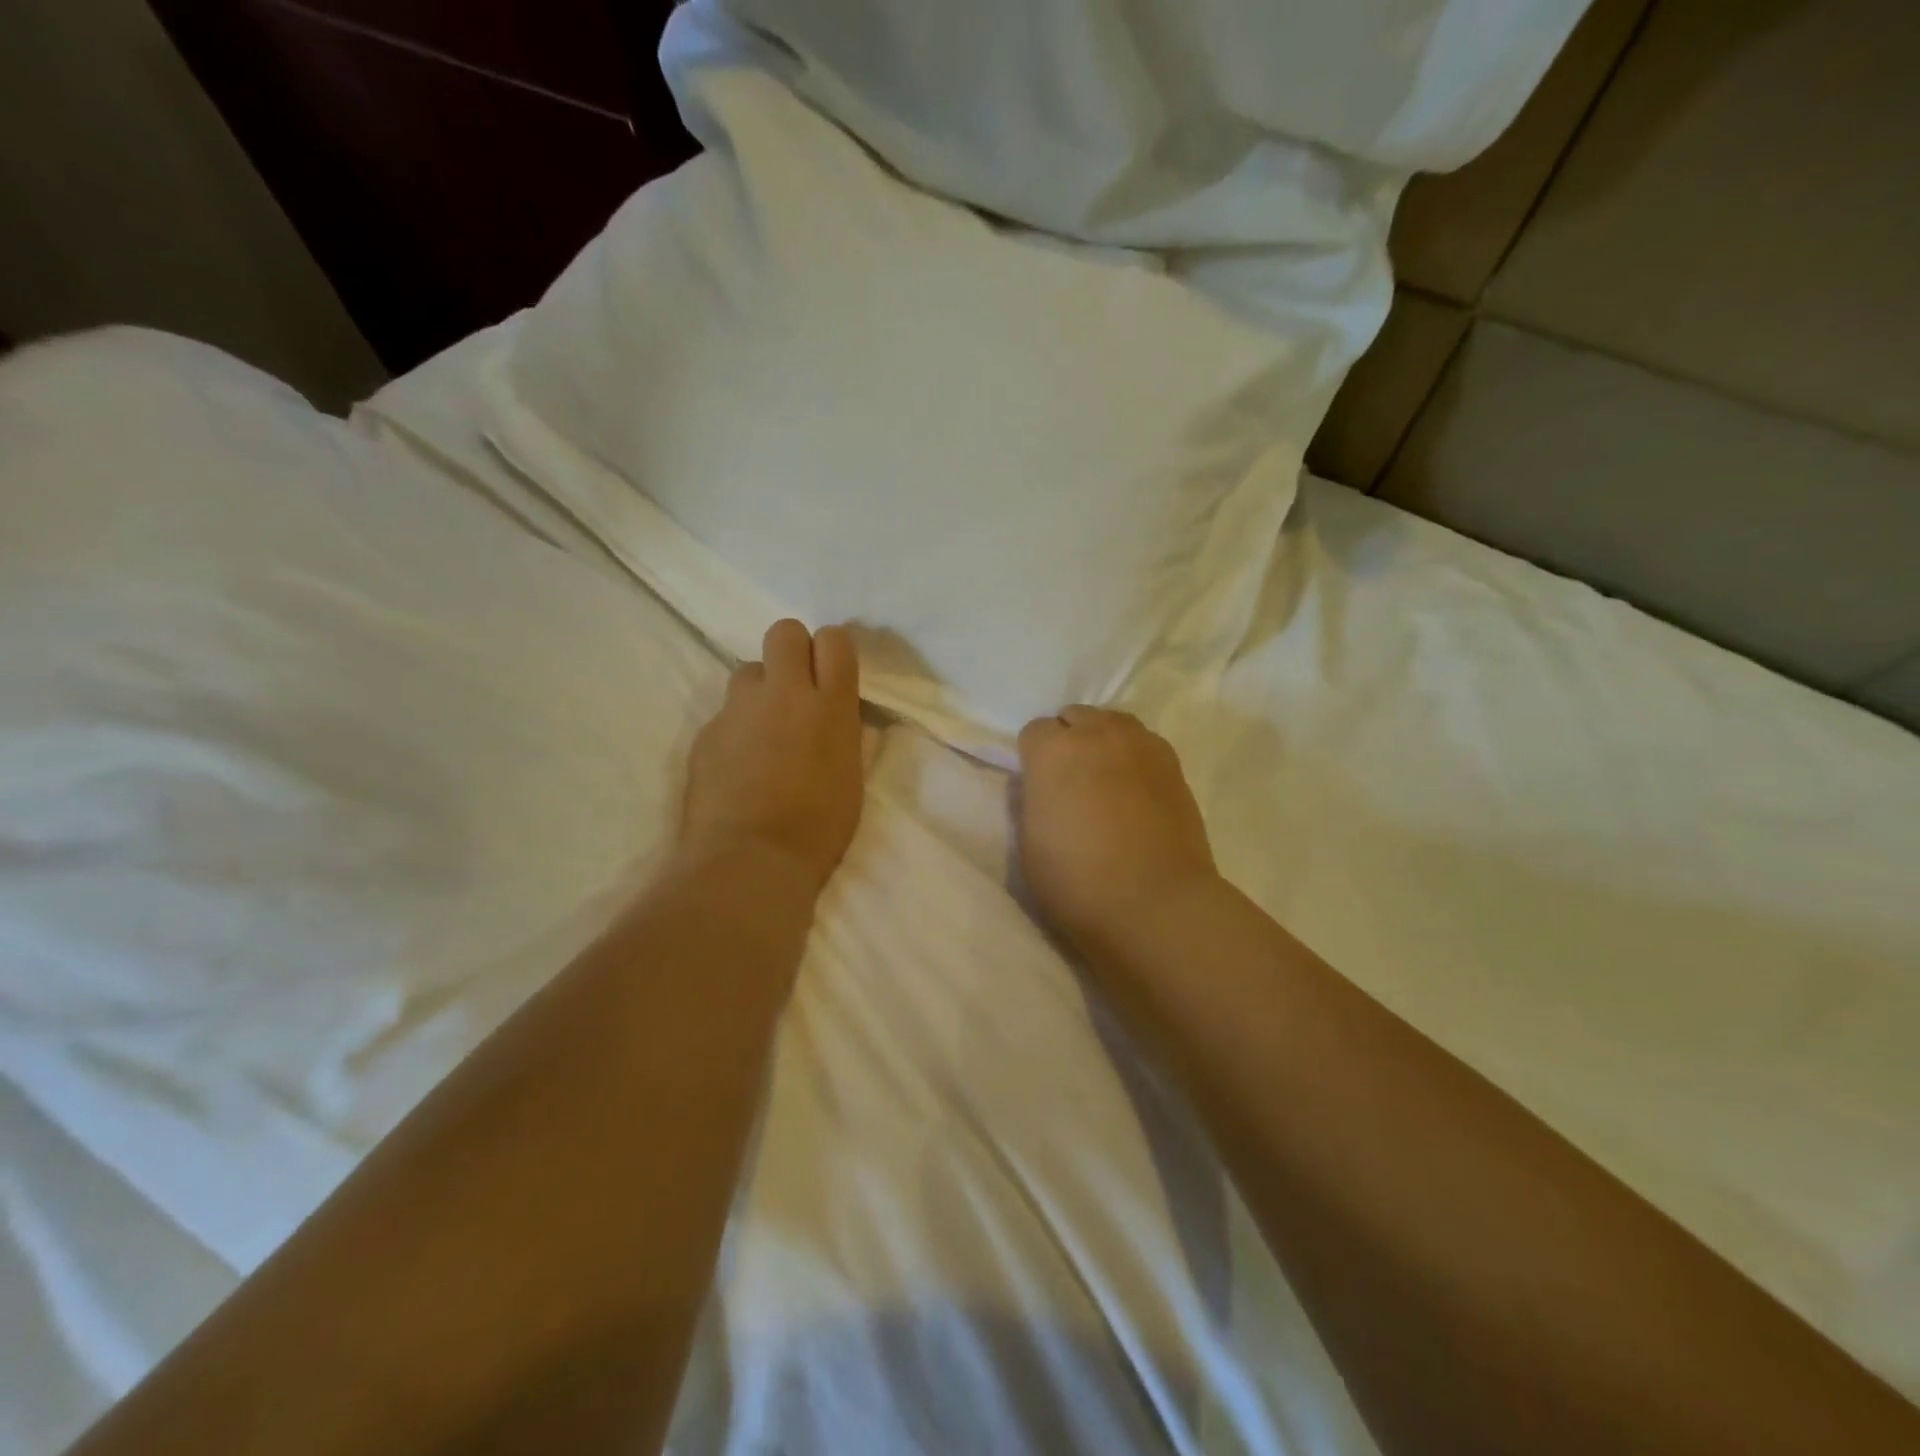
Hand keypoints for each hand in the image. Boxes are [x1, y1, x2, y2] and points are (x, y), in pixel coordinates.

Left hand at [680, 620, 863, 894]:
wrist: (750, 858)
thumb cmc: (818, 828)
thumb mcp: (851, 777)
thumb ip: (844, 734)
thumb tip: (837, 715)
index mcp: (830, 706)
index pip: (834, 639)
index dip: (832, 651)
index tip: (831, 675)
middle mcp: (784, 694)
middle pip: (783, 632)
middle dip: (792, 650)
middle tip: (796, 688)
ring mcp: (739, 710)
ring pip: (748, 670)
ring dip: (760, 690)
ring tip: (764, 730)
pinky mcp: (707, 732)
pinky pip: (725, 714)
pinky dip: (736, 729)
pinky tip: (739, 765)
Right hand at [1015, 706, 1218, 957]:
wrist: (1155, 904)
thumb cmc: (1078, 882)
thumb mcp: (1029, 843)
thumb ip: (1034, 800)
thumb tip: (1045, 787)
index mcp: (1052, 751)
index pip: (1033, 731)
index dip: (1033, 759)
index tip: (1039, 788)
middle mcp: (1097, 733)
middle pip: (1075, 717)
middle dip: (1068, 741)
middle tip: (1070, 783)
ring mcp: (1141, 745)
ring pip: (1113, 723)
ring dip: (1103, 742)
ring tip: (1105, 781)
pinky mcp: (1174, 764)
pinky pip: (1144, 744)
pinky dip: (1134, 758)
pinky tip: (1135, 792)